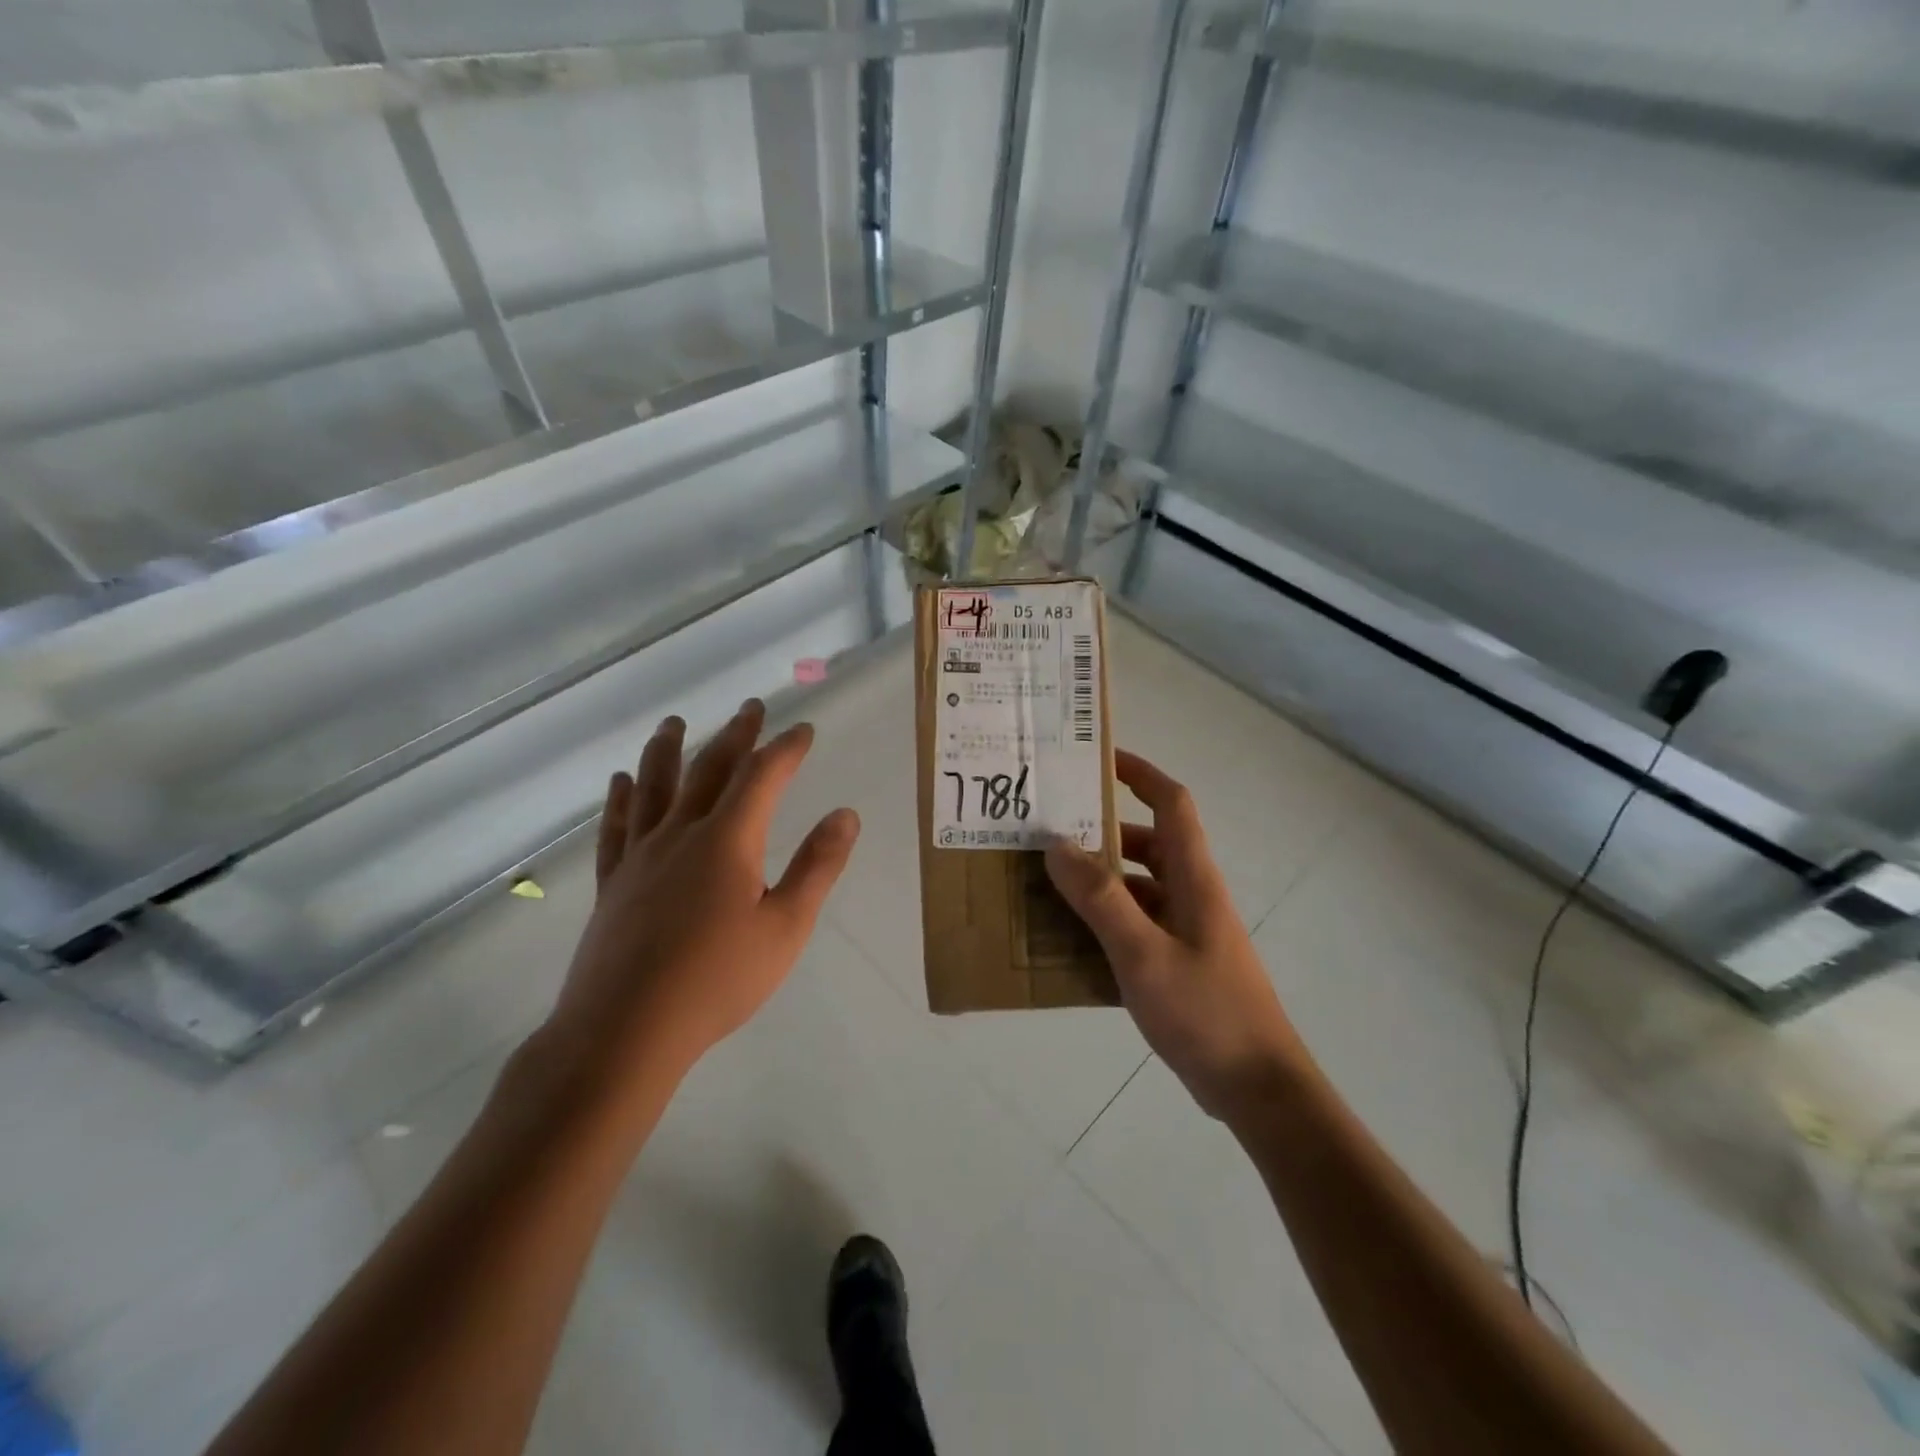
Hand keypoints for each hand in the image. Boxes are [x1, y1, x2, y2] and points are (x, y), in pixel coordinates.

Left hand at [542, 701, 860, 1110]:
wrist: (625, 1029)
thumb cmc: (717, 980)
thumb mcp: (786, 927)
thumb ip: (817, 867)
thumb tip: (846, 814)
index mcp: (728, 841)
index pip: (762, 777)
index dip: (786, 749)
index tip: (804, 730)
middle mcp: (681, 833)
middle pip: (709, 769)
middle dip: (735, 735)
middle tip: (750, 708)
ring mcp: (640, 855)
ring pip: (654, 786)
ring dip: (668, 749)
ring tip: (674, 722)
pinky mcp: (613, 881)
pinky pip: (616, 826)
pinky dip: (620, 797)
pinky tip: (621, 781)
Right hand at [1044, 750, 1303, 1121]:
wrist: (1258, 1088)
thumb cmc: (1206, 1012)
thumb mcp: (1143, 954)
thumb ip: (1100, 899)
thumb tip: (1058, 845)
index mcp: (1193, 878)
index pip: (1171, 803)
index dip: (1139, 773)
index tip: (1096, 760)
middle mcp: (1191, 893)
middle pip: (1146, 843)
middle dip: (1101, 831)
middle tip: (1048, 830)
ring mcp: (1187, 929)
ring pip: (1137, 886)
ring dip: (1097, 880)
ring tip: (1045, 882)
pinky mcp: (1178, 961)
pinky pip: (1135, 924)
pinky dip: (1104, 921)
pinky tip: (1068, 939)